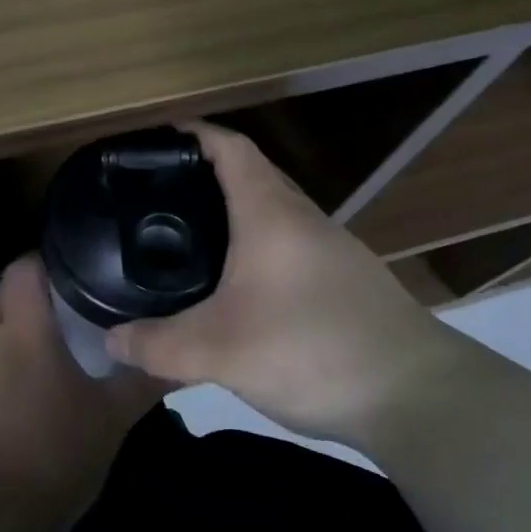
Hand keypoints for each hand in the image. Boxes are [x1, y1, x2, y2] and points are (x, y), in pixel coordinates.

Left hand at [0, 256, 161, 531]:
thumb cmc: (56, 455)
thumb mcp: (112, 419)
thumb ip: (145, 381)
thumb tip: (181, 358)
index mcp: (23, 329)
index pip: (24, 267)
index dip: (46, 259)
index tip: (76, 267)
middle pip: (6, 294)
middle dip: (34, 294)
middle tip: (73, 307)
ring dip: (16, 329)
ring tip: (53, 347)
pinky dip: (1, 361)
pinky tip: (26, 388)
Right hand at [105, 121, 442, 444]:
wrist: (420, 397)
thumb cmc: (313, 349)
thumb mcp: (220, 352)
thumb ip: (157, 346)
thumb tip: (110, 341)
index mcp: (270, 213)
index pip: (230, 147)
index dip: (193, 134)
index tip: (155, 141)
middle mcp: (304, 218)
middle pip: (251, 174)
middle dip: (204, 175)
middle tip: (158, 196)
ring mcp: (331, 248)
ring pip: (273, 211)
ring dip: (233, 213)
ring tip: (190, 238)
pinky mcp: (346, 280)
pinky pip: (289, 243)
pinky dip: (256, 246)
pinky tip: (239, 286)